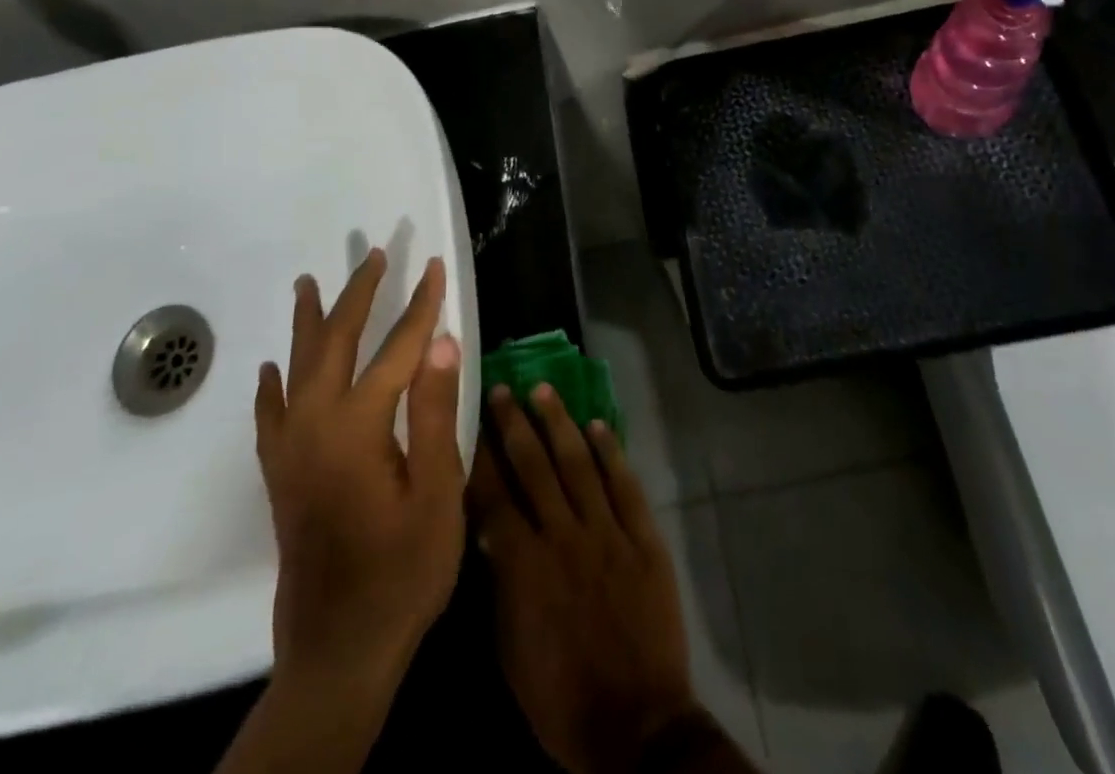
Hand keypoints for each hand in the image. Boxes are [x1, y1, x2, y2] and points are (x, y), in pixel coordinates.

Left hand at [253, 247, 465, 689]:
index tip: (435, 267)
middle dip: (358, 295)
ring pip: (297, 368)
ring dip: (308, 322)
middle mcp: (314, 426)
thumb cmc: (404, 570)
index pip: (397, 349)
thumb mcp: (438, 492)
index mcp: (358, 427)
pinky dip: (273, 384)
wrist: (339, 650)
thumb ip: (436, 412)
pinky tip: (273, 368)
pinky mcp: (281, 476)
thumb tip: (442, 341)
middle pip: (336, 343)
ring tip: (308, 283)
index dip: (421, 306)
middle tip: (373, 255)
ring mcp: (291, 451)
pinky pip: (270, 414)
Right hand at [470, 382, 704, 773]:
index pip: (496, 496)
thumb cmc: (562, 699)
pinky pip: (624, 484)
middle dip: (516, 425)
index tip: (472, 420)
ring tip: (544, 389)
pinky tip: (599, 425)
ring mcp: (607, 532)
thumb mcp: (512, 652)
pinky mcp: (643, 537)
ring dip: (560, 423)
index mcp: (525, 566)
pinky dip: (612, 452)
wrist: (637, 726)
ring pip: (579, 464)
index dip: (483, 456)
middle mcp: (564, 536)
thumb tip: (492, 531)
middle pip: (535, 467)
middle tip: (503, 388)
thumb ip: (502, 585)